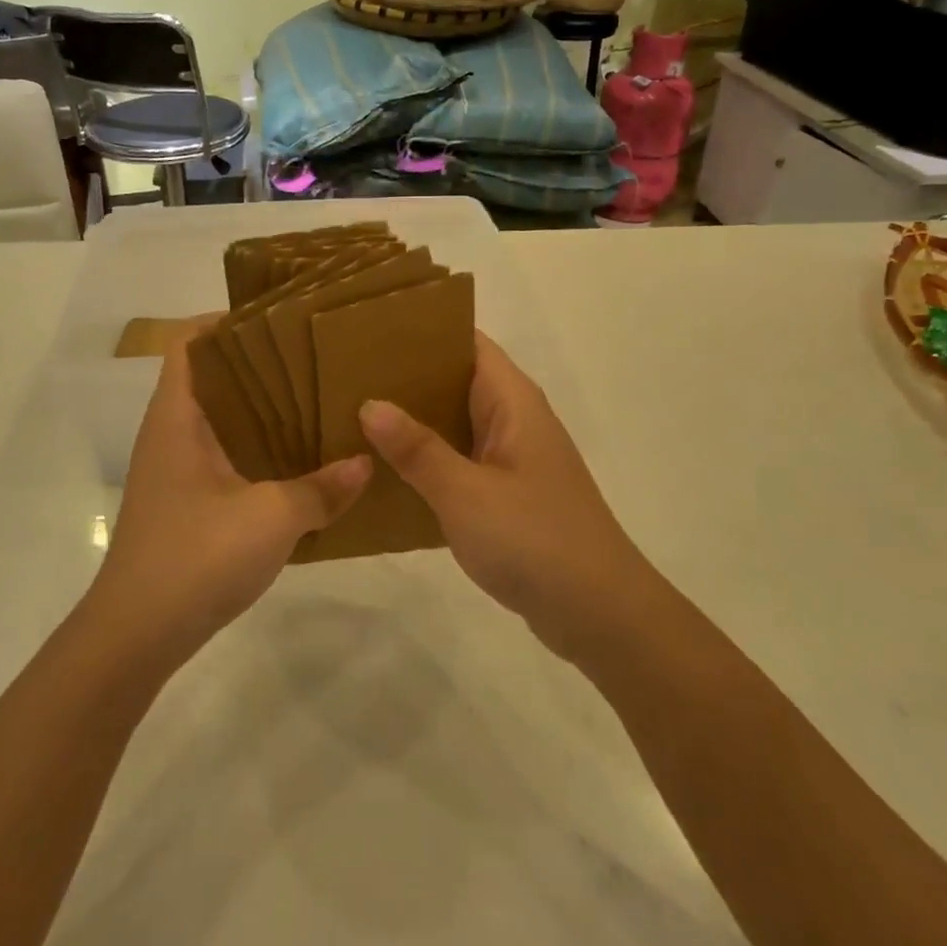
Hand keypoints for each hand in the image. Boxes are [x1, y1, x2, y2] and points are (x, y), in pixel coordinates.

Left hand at [85, 332, 371, 669]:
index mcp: (178, 417)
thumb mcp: (271, 518)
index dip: (225, 322)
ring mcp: (174, 470)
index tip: (277, 318)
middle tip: (310, 357)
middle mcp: (169, 434)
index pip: (189, 344)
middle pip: (209, 378)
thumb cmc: (196, 557)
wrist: (136, 634)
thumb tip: (365, 464)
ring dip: (258, 409)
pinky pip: (222, 455)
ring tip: (312, 399)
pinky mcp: (184, 502)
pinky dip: (254, 448)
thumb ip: (322, 489)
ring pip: (218, 420)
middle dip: (255, 364)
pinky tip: (295, 460)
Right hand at [359, 333, 642, 655]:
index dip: (421, 331)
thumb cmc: (535, 540)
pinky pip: (459, 460)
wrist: (600, 614)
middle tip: (346, 375)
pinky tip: (385, 470)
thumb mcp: (466, 493)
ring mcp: (512, 458)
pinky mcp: (507, 494)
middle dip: (405, 377)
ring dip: (412, 421)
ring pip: (454, 423)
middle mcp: (514, 419)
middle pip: (455, 380)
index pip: (466, 342)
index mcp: (512, 401)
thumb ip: (417, 448)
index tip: (367, 331)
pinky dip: (426, 459)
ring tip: (352, 415)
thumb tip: (370, 403)